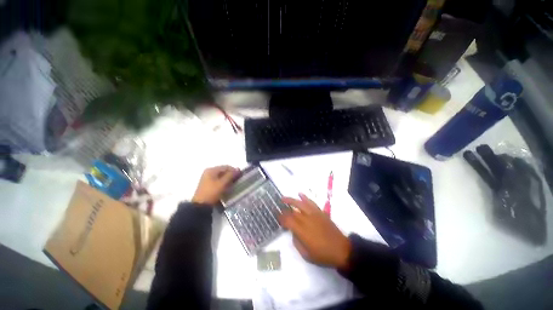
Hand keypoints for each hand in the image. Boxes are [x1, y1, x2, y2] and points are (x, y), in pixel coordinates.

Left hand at [192, 166, 239, 204]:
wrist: (201, 205)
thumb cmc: (212, 192)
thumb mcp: (222, 183)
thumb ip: (230, 175)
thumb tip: (238, 169)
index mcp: (211, 170)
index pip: (226, 167)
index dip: (234, 170)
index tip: (240, 176)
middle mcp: (209, 172)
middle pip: (223, 171)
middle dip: (231, 175)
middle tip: (237, 180)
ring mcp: (208, 178)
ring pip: (221, 176)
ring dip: (228, 179)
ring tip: (233, 184)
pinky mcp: (208, 184)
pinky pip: (218, 180)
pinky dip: (224, 182)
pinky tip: (227, 187)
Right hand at [279, 194, 351, 269]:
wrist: (341, 250)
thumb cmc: (323, 255)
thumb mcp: (306, 255)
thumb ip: (297, 242)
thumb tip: (293, 232)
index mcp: (302, 231)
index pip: (288, 221)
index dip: (281, 218)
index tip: (277, 217)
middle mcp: (307, 220)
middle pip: (293, 212)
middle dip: (284, 210)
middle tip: (278, 208)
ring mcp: (314, 214)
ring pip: (300, 204)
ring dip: (291, 200)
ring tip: (284, 198)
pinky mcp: (320, 212)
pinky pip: (311, 203)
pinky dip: (305, 198)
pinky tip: (300, 194)